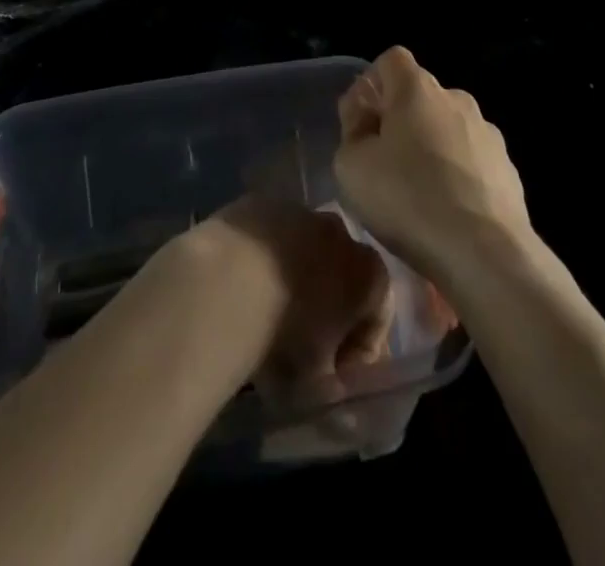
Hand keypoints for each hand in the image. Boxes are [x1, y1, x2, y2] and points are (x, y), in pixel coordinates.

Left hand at [190, 196, 393, 396]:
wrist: (227, 280)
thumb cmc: (285, 334)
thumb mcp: (317, 383)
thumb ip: (334, 390)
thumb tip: (335, 400)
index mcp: (369, 272)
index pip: (377, 318)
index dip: (359, 355)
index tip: (334, 379)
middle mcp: (341, 231)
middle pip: (342, 277)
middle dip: (328, 310)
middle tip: (301, 348)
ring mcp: (299, 211)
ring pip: (305, 251)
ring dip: (295, 280)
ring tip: (267, 316)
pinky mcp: (259, 203)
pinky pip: (270, 238)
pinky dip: (263, 260)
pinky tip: (241, 287)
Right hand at [334, 46, 531, 285]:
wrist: (486, 253)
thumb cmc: (408, 199)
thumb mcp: (350, 166)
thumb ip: (352, 132)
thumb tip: (366, 119)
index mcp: (417, 89)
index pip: (392, 60)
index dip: (372, 84)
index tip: (362, 122)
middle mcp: (456, 99)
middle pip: (420, 96)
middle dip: (400, 120)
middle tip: (383, 164)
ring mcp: (488, 133)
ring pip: (448, 129)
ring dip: (431, 149)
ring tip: (418, 195)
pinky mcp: (508, 169)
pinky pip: (472, 160)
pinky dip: (457, 176)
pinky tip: (448, 213)